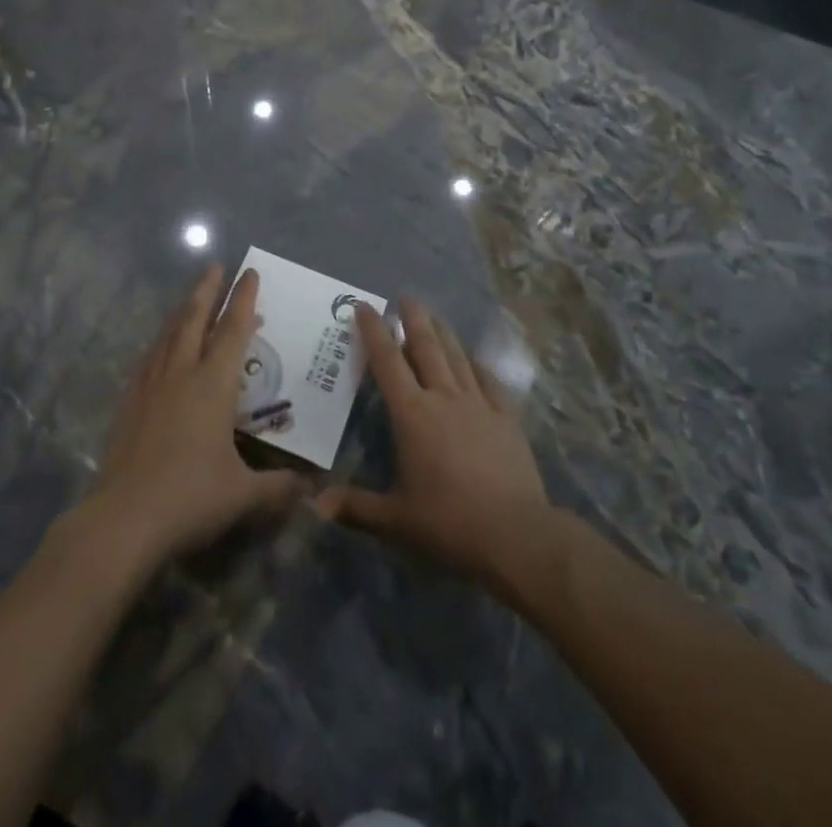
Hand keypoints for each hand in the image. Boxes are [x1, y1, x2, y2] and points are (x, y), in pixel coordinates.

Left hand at [83, 264, 305, 570]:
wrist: (123, 519)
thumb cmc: (191, 498)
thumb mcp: (243, 495)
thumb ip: (278, 487)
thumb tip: (311, 488)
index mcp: (213, 385)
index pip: (234, 330)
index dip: (244, 299)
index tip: (250, 272)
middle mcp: (182, 374)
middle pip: (195, 319)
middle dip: (208, 290)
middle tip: (215, 266)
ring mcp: (151, 386)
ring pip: (169, 335)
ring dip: (183, 311)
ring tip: (191, 298)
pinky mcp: (130, 403)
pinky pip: (149, 359)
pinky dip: (161, 343)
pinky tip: (161, 347)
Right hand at [318, 299, 549, 585]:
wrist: (516, 534)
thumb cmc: (448, 523)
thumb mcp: (394, 520)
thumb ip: (354, 507)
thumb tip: (315, 503)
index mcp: (413, 415)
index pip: (388, 362)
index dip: (374, 331)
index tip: (364, 306)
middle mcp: (444, 398)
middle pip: (426, 347)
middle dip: (413, 319)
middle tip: (405, 296)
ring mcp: (479, 405)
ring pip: (457, 357)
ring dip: (443, 333)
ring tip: (434, 316)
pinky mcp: (506, 419)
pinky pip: (489, 381)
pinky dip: (477, 365)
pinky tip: (473, 359)